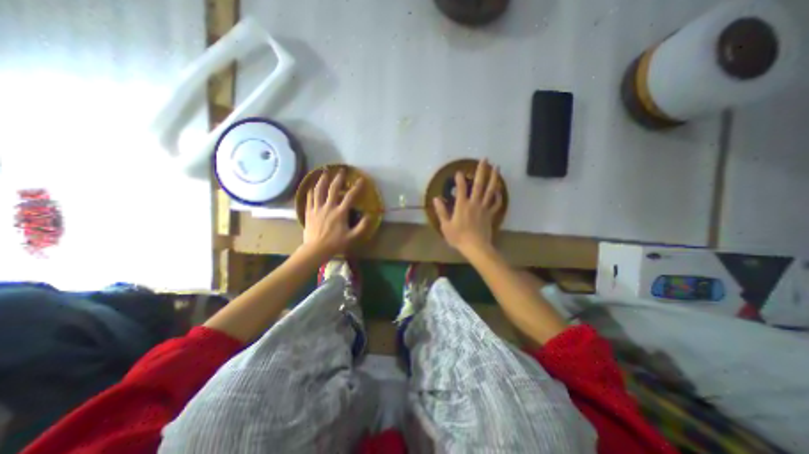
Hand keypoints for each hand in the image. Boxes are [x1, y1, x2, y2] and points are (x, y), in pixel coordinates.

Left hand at [299, 170, 369, 258]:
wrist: (316, 249)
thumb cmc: (335, 243)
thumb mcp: (352, 237)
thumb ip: (362, 226)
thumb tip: (369, 215)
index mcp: (340, 212)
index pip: (350, 196)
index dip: (356, 187)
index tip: (361, 180)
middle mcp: (328, 207)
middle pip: (333, 189)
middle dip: (338, 178)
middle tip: (341, 170)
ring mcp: (317, 208)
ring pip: (319, 190)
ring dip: (322, 180)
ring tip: (324, 172)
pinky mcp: (309, 212)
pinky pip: (309, 198)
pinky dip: (311, 191)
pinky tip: (311, 186)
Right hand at [433, 157, 503, 255]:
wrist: (476, 247)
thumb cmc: (458, 237)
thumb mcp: (445, 225)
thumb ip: (441, 211)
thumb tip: (436, 198)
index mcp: (462, 205)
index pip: (461, 188)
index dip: (460, 179)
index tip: (458, 172)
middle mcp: (474, 203)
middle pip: (479, 184)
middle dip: (482, 171)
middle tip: (485, 159)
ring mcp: (484, 208)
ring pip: (491, 190)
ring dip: (494, 178)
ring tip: (497, 167)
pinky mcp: (490, 214)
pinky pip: (496, 203)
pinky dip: (498, 196)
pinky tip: (499, 190)